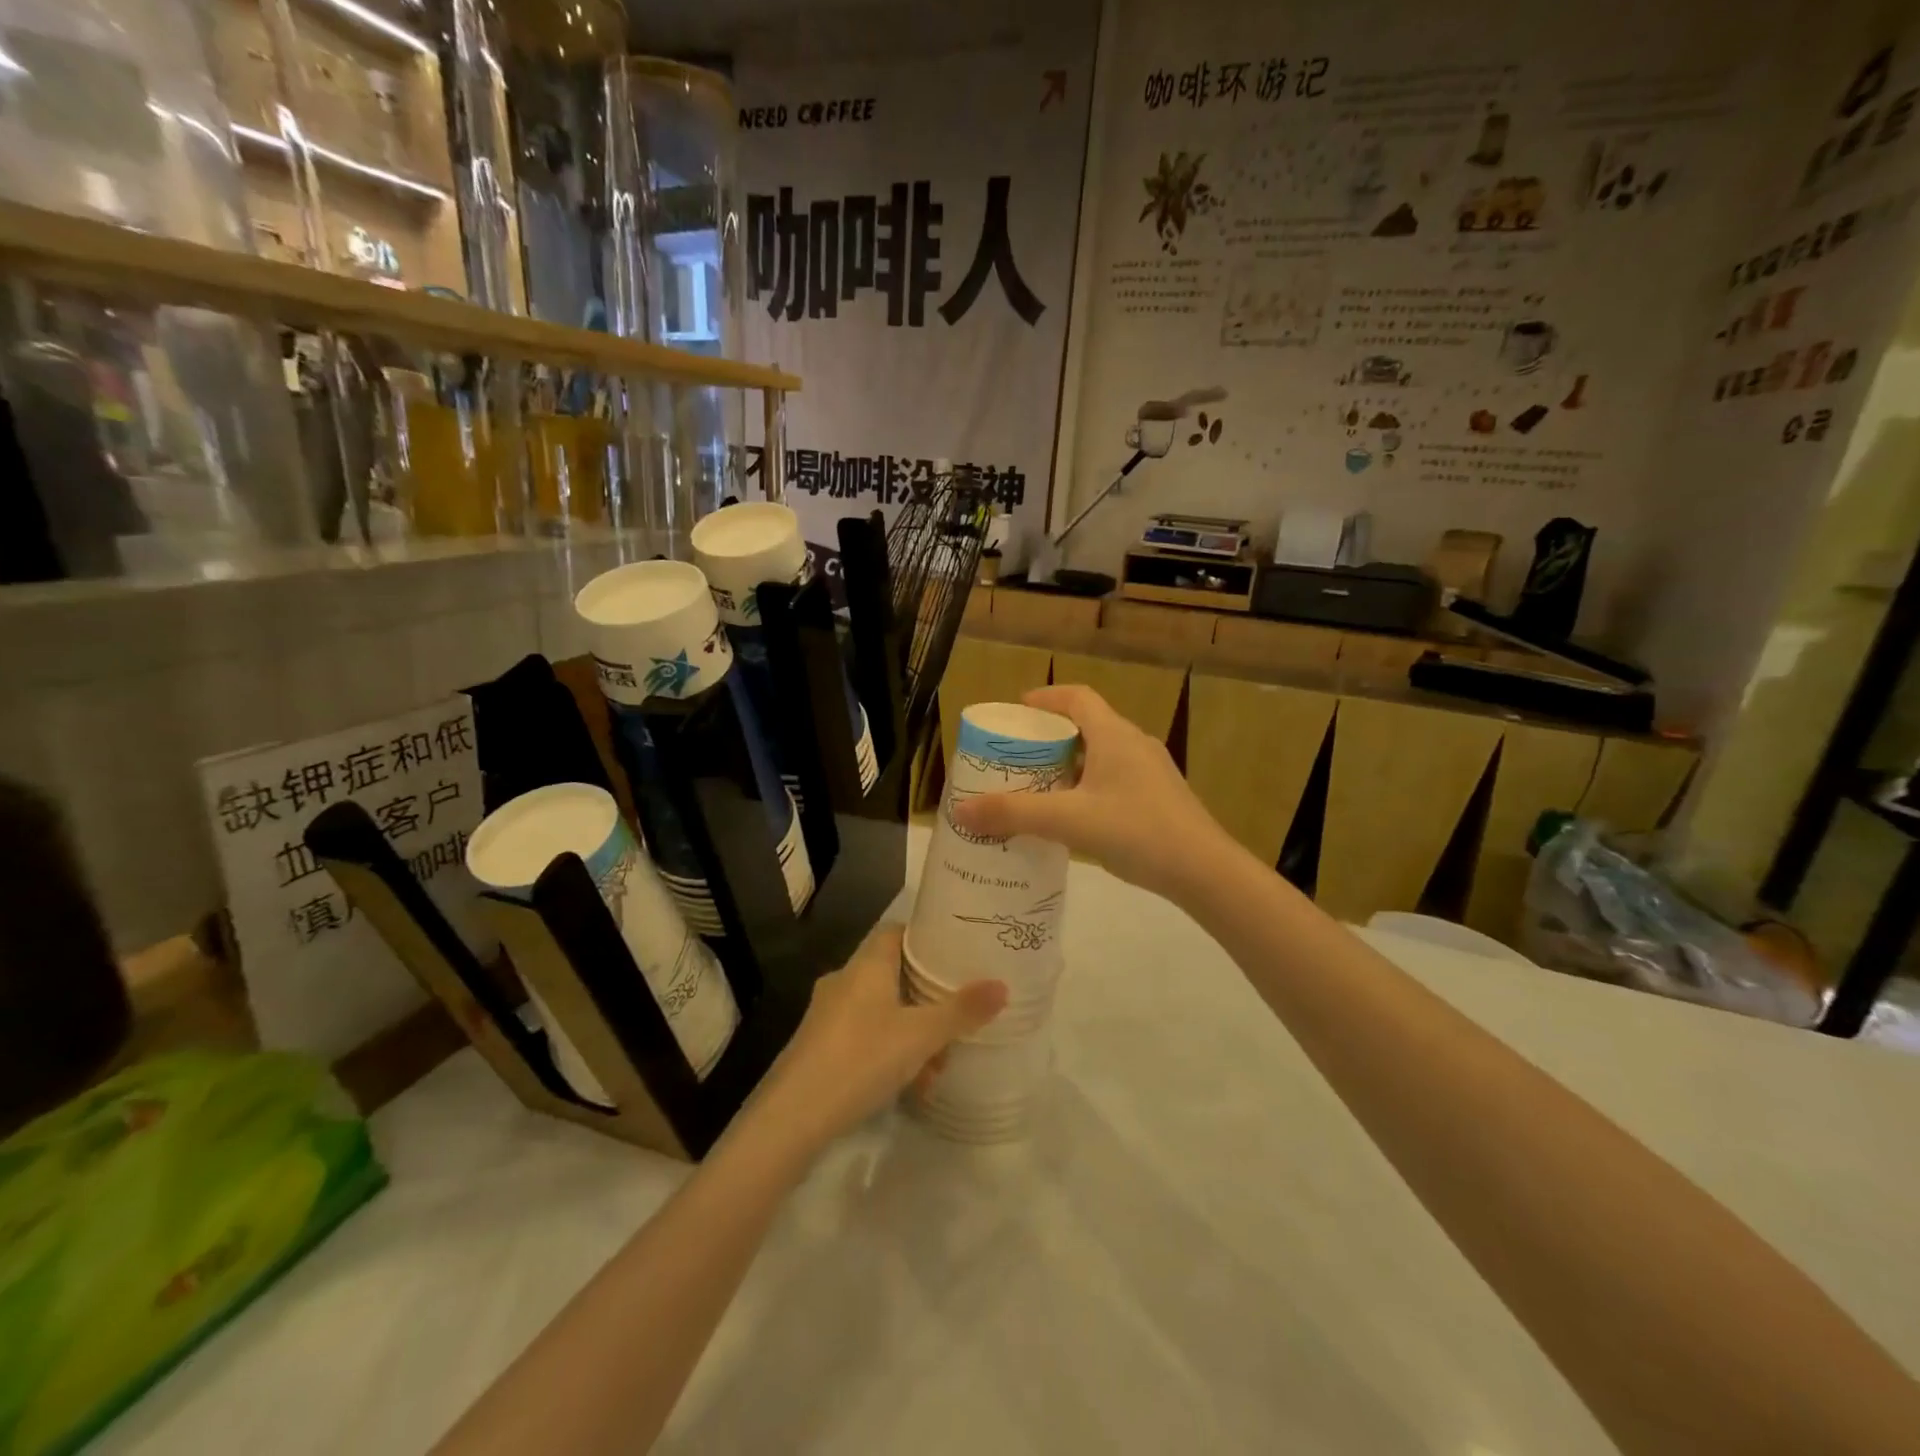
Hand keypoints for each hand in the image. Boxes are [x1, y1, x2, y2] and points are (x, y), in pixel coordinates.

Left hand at [755, 924, 1005, 1152]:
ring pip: (880, 1011)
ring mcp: (827, 1016)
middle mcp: (844, 982)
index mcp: (865, 966)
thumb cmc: (861, 1059)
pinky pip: (864, 1037)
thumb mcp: (920, 1036)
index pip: (897, 933)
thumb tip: (1002, 985)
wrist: (792, 1118)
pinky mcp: (819, 1048)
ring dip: (910, 1032)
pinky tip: (908, 1087)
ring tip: (937, 1064)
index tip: (956, 951)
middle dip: (926, 996)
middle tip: (957, 1015)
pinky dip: (889, 1052)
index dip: (926, 938)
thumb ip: (961, 1011)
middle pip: (892, 974)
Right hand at [950, 684, 1233, 900]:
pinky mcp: (1160, 798)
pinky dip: (1089, 786)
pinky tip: (1076, 818)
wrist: (1204, 871)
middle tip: (1020, 755)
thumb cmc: (1136, 831)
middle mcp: (1135, 744)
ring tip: (1040, 787)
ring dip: (1070, 764)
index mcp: (1114, 735)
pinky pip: (1115, 779)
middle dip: (1051, 737)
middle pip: (1088, 726)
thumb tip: (960, 811)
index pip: (1077, 698)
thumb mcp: (1068, 821)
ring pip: (1102, 755)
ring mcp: (1152, 772)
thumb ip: (1014, 814)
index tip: (1018, 709)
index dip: (1046, 698)